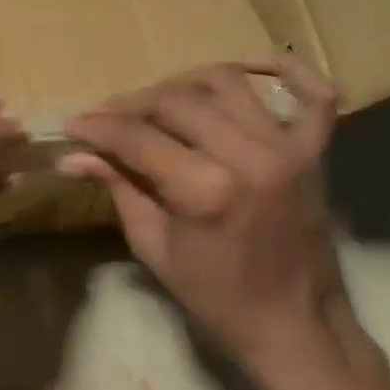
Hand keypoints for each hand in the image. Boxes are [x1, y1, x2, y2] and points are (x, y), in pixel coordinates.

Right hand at [60, 56, 348, 378]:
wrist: (295, 324)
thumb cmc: (215, 294)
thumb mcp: (153, 244)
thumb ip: (118, 187)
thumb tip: (72, 157)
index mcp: (207, 190)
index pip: (137, 137)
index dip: (98, 127)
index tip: (73, 125)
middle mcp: (251, 156)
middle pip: (177, 100)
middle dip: (131, 103)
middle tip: (106, 117)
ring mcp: (290, 148)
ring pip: (227, 83)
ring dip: (182, 83)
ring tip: (157, 101)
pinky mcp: (317, 151)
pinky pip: (312, 93)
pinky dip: (283, 69)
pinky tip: (247, 66)